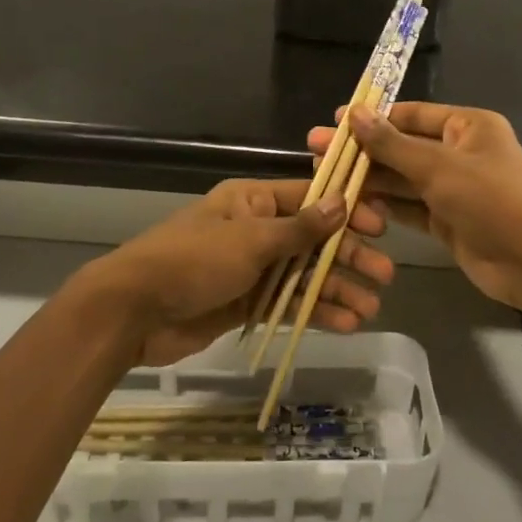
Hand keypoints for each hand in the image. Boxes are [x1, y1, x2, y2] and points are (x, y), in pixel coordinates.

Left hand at [73, 179, 393, 365]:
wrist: (135, 311)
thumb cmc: (194, 260)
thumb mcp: (250, 239)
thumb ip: (300, 228)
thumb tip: (342, 202)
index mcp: (253, 201)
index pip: (310, 198)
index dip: (346, 210)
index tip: (380, 225)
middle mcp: (257, 230)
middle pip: (313, 239)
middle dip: (349, 256)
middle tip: (385, 274)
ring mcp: (252, 269)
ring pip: (305, 274)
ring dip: (337, 289)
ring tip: (371, 308)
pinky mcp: (246, 303)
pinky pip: (289, 302)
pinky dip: (315, 311)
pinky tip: (346, 323)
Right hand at [310, 103, 521, 340]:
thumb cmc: (491, 201)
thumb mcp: (439, 167)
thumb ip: (392, 144)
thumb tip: (353, 114)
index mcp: (466, 126)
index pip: (411, 114)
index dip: (372, 118)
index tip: (334, 122)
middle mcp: (458, 152)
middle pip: (402, 146)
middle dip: (362, 150)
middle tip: (316, 151)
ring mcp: (452, 188)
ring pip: (402, 179)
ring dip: (368, 179)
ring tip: (325, 178)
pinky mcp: (446, 219)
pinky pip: (408, 206)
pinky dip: (383, 205)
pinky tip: (350, 204)